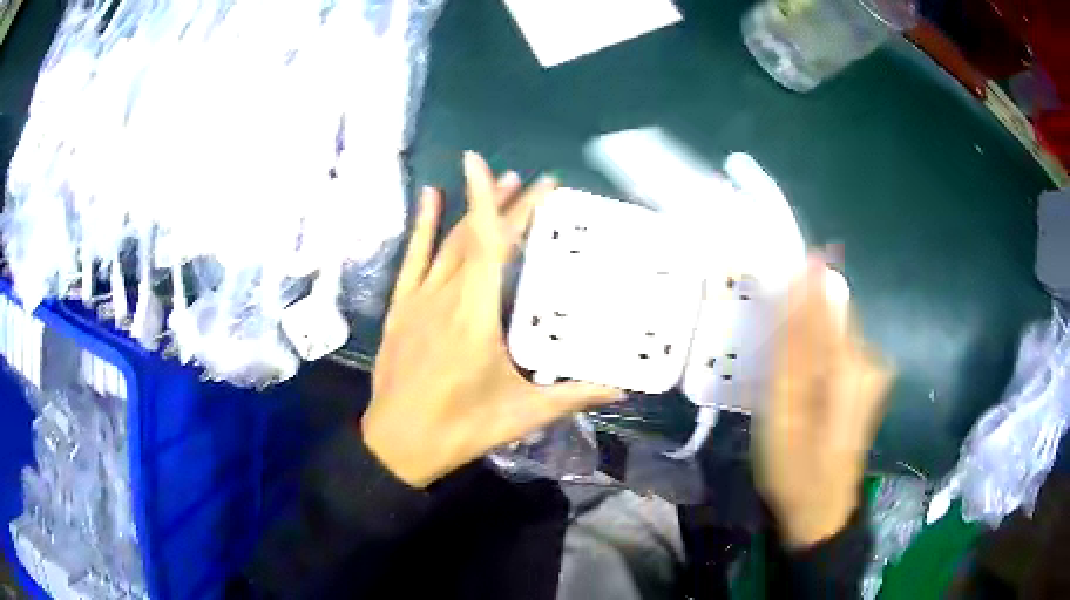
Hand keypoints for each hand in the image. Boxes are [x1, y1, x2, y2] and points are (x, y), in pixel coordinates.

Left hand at [363, 152, 621, 488]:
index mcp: (475, 315)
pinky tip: (431, 197)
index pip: (490, 244)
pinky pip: (412, 257)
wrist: (397, 442)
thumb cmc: (461, 428)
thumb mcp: (522, 414)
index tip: (511, 172)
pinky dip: (424, 226)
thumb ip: (574, 396)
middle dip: (507, 205)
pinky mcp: (400, 308)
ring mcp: (418, 299)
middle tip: (534, 183)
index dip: (497, 202)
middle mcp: (445, 296)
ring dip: (474, 210)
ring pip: (449, 242)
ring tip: (501, 182)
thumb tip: (621, 389)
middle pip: (477, 237)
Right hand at [754, 258, 893, 547]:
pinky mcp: (868, 382)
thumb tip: (798, 289)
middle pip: (830, 315)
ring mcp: (872, 371)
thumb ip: (792, 346)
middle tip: (771, 350)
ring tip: (783, 377)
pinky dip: (816, 357)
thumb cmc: (795, 465)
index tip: (773, 270)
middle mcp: (868, 358)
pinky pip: (837, 351)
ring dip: (805, 342)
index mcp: (849, 363)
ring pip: (832, 334)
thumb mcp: (782, 409)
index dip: (797, 286)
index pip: (823, 301)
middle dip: (798, 320)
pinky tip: (802, 384)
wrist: (822, 507)